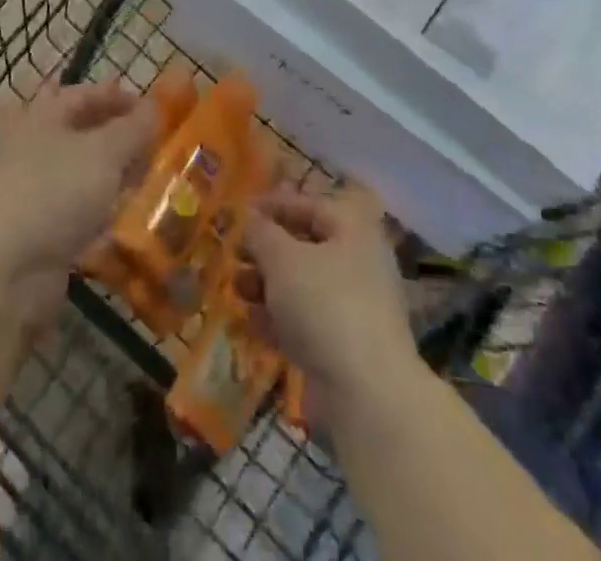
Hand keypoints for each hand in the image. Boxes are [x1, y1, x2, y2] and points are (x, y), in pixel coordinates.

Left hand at [0, 79, 157, 330]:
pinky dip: (96, 216)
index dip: (116, 97)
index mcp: (38, 116)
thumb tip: (153, 108)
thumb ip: (132, 129)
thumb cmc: (51, 192)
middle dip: (114, 139)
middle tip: (153, 148)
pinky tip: (122, 225)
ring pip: (75, 177)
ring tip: (146, 185)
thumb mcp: (104, 152)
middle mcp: (27, 149)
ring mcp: (25, 195)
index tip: (152, 108)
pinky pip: (71, 217)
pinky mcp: (30, 238)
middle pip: (76, 136)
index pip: (81, 95)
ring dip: (107, 179)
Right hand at [238, 185, 419, 426]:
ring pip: (303, 287)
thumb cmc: (324, 304)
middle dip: (266, 251)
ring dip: (267, 286)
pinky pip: (306, 322)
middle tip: (235, 255)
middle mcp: (358, 263)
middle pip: (305, 247)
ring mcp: (354, 308)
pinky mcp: (345, 348)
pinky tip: (251, 323)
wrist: (366, 394)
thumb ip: (261, 233)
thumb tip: (250, 219)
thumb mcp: (282, 258)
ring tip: (237, 289)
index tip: (241, 212)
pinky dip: (279, 319)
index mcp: (353, 230)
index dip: (273, 206)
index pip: (309, 206)